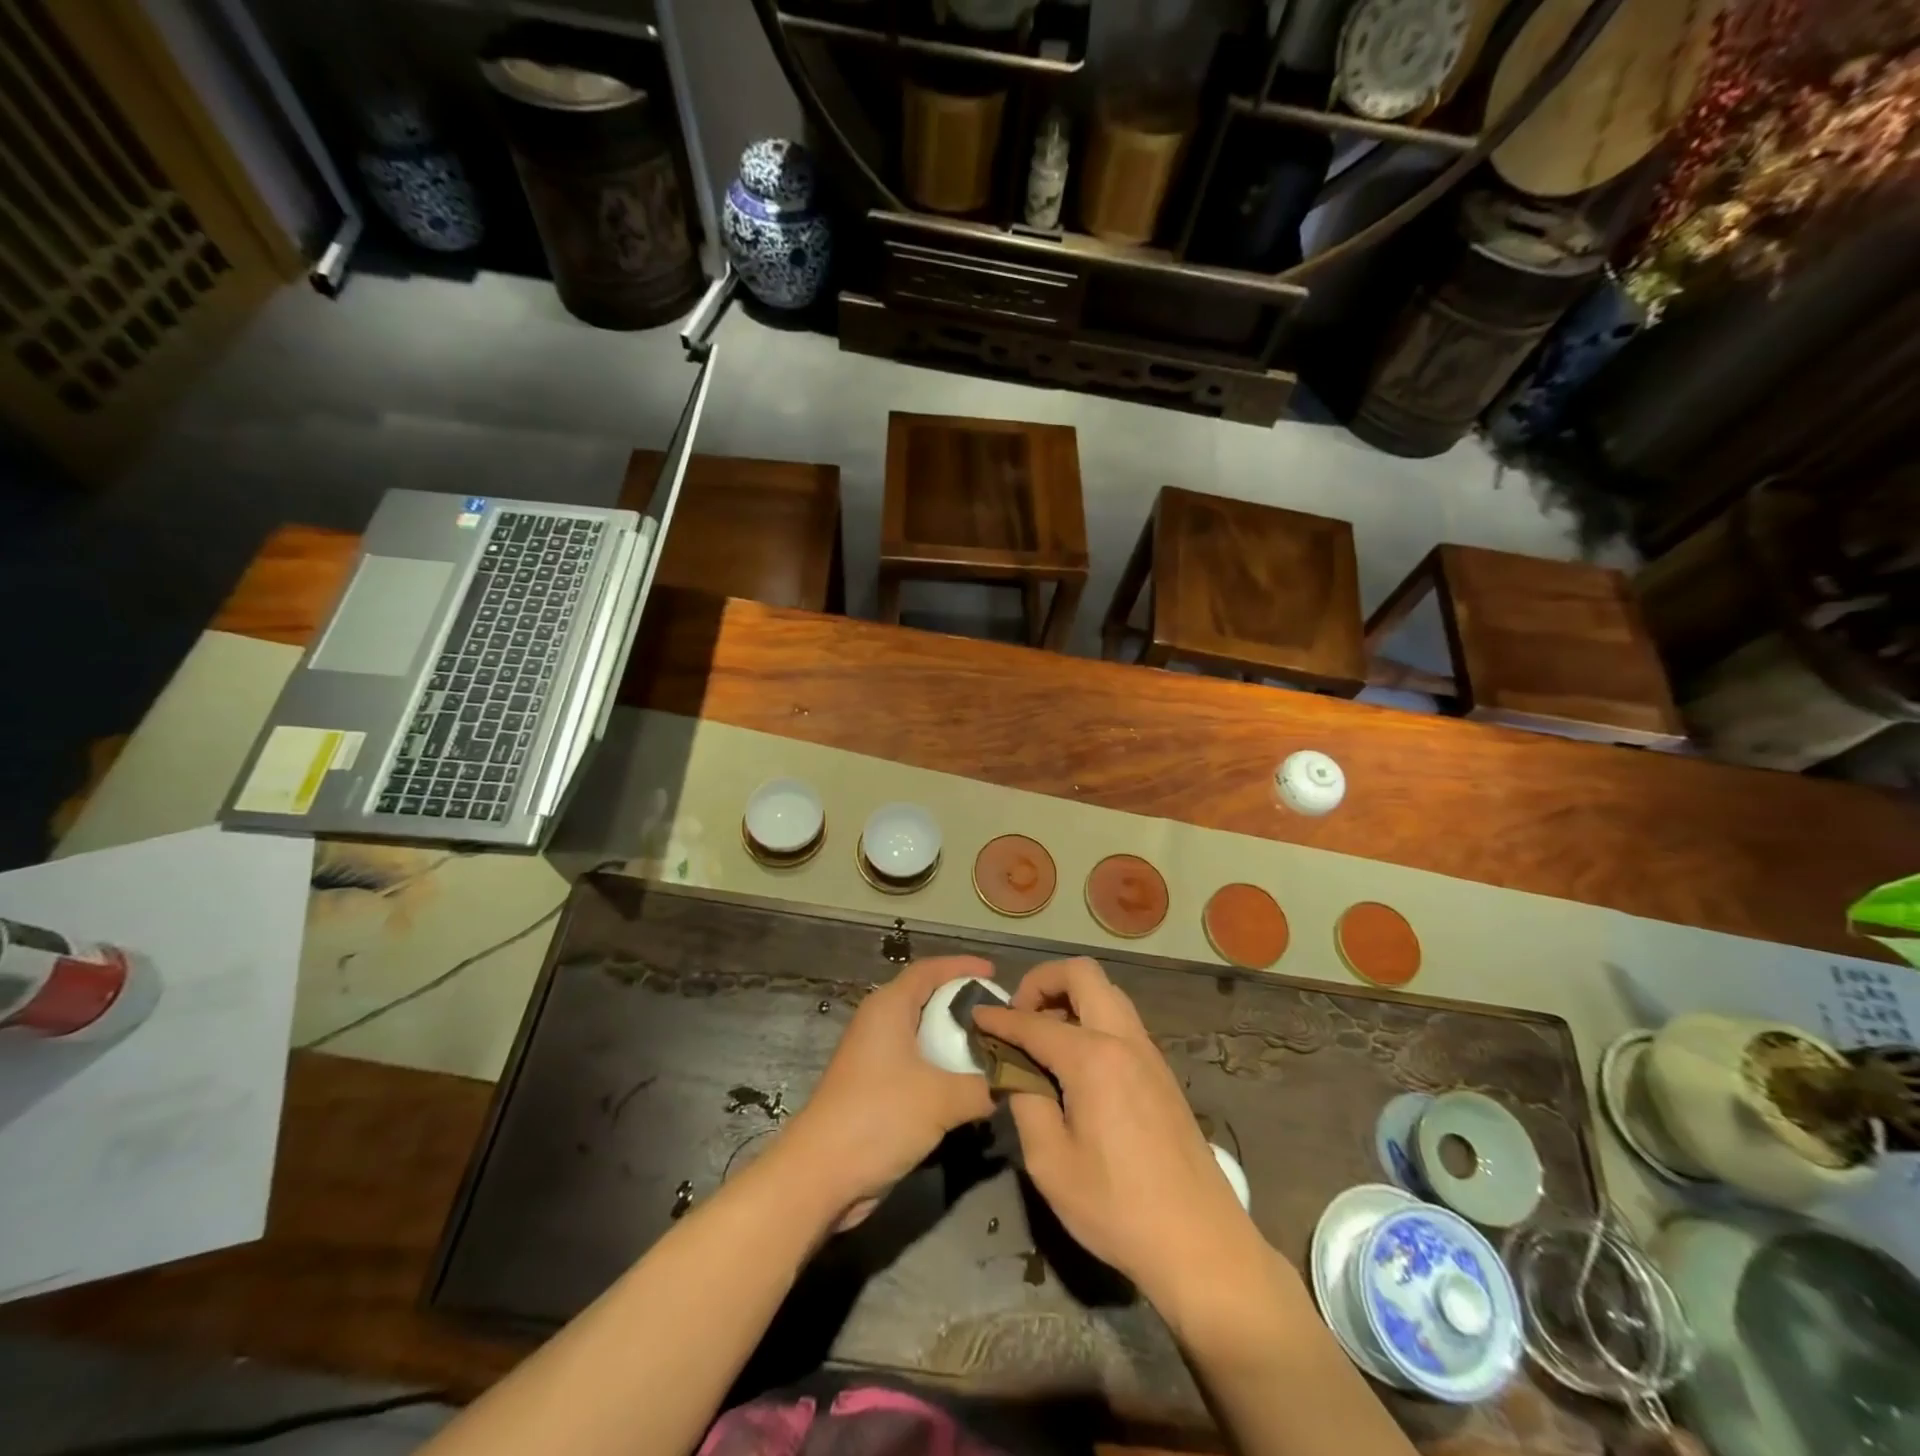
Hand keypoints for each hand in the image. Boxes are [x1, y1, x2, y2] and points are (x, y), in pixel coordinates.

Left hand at [782, 956, 995, 1221]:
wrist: (820, 1175)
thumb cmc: (879, 1117)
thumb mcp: (941, 1098)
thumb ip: (983, 1085)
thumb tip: (1014, 1081)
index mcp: (889, 1007)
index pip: (929, 970)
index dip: (962, 966)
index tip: (995, 972)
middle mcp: (879, 1023)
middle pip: (926, 999)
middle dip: (963, 1003)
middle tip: (1000, 1014)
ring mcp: (875, 1057)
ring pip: (922, 1035)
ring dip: (954, 1040)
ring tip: (993, 1049)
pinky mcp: (875, 1089)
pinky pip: (917, 1064)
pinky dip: (942, 1066)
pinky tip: (969, 1085)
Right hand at [973, 957, 1263, 1306]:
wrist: (1200, 1243)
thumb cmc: (1117, 1207)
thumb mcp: (1050, 1163)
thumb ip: (1025, 1102)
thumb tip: (1015, 1072)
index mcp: (1093, 1058)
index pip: (1033, 1022)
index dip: (999, 1018)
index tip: (975, 1016)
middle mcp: (1123, 1039)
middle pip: (1082, 974)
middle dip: (1042, 982)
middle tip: (1019, 1016)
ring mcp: (1148, 1052)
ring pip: (1106, 992)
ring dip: (1070, 998)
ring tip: (1044, 1037)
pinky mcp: (1161, 1071)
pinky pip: (1120, 1020)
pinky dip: (1091, 1019)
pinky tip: (1075, 1062)